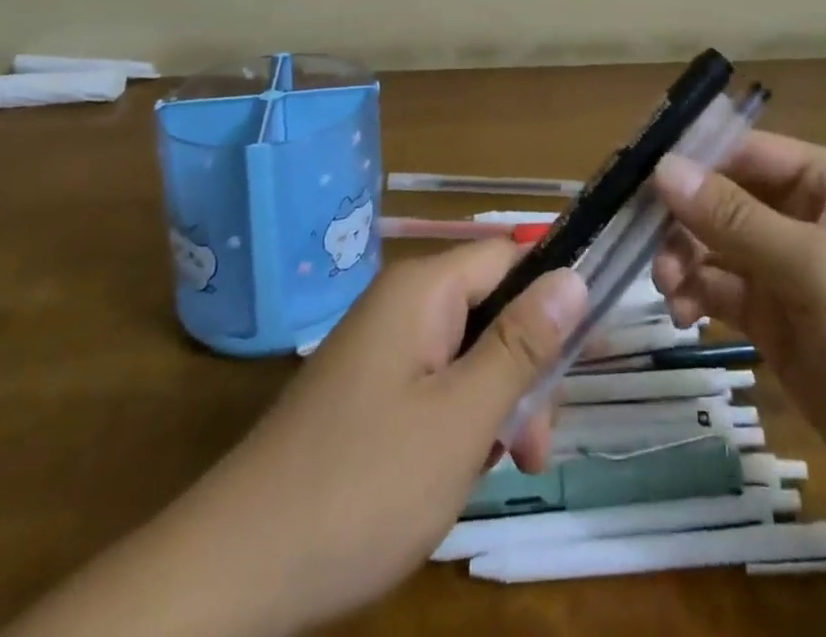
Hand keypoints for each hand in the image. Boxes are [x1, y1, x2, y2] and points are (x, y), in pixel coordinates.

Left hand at [213, 240, 584, 629]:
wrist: (237, 570)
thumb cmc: (364, 485)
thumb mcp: (462, 417)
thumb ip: (521, 344)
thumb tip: (573, 275)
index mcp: (423, 289)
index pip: (509, 256)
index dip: (555, 292)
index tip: (588, 352)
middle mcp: (402, 304)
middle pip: (491, 307)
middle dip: (525, 368)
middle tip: (535, 446)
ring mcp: (382, 348)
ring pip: (467, 352)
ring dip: (497, 403)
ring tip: (503, 468)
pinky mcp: (369, 390)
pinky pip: (436, 382)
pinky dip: (461, 420)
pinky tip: (460, 471)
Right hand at [651, 131, 825, 559]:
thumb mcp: (818, 265)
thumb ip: (735, 218)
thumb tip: (663, 167)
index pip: (746, 151)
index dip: (692, 157)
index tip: (634, 174)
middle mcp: (809, 218)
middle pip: (725, 199)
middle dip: (684, 218)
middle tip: (646, 247)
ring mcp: (795, 274)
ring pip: (719, 247)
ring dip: (686, 259)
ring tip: (670, 289)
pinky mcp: (784, 325)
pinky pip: (727, 292)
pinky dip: (699, 295)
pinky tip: (685, 314)